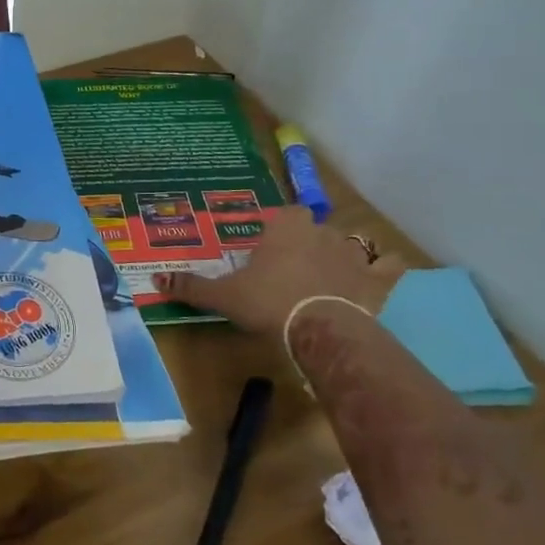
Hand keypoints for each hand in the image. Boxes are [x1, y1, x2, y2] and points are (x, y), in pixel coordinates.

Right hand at [154, 207, 400, 339]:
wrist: (320, 329)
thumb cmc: (268, 302)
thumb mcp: (223, 296)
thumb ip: (191, 287)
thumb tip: (156, 280)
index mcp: (285, 226)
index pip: (281, 215)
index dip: (274, 231)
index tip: (266, 251)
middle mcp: (321, 230)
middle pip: (313, 228)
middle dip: (305, 243)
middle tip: (290, 268)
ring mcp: (353, 253)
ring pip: (348, 243)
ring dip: (341, 255)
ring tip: (329, 276)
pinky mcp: (376, 278)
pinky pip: (388, 265)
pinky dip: (385, 269)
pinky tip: (380, 275)